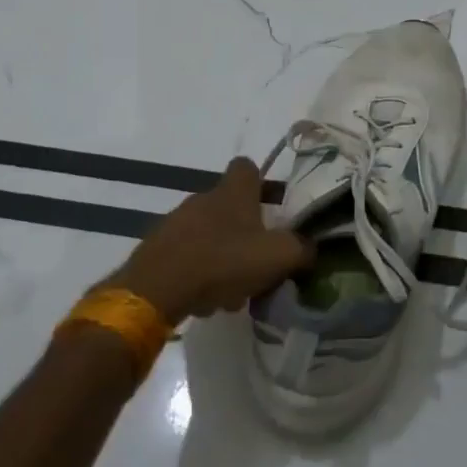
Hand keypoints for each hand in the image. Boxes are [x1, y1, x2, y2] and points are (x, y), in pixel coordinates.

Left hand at [108, 158, 312, 325]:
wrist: (156, 289)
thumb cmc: (223, 262)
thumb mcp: (278, 256)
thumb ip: (301, 249)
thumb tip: (310, 247)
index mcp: (233, 192)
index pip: (247, 167)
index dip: (262, 182)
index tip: (273, 206)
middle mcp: (203, 198)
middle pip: (230, 206)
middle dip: (246, 232)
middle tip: (258, 262)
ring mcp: (176, 222)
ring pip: (209, 235)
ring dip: (223, 257)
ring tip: (232, 292)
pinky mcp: (157, 249)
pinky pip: (187, 255)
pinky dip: (199, 273)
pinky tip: (205, 299)